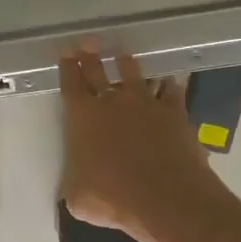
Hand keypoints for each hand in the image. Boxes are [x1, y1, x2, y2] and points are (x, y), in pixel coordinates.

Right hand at [59, 45, 227, 241]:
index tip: (66, 55)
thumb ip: (74, 182)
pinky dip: (167, 84)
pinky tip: (169, 80)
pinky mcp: (174, 111)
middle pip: (98, 71)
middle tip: (87, 42)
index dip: (67, 69)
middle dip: (90, 55)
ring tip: (123, 55)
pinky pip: (170, 89)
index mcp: (82, 118)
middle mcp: (112, 102)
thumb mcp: (78, 198)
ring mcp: (146, 103)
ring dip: (127, 64)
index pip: (70, 85)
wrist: (166, 197)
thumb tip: (76, 182)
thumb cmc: (113, 199)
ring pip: (134, 73)